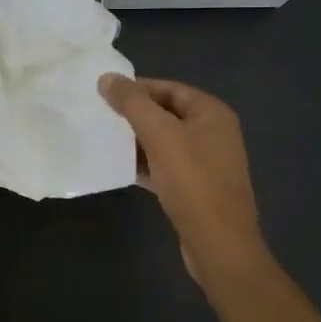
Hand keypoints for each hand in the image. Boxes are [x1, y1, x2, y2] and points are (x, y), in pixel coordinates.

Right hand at [98, 74, 269, 280]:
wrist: (218, 243)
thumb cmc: (193, 181)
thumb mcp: (160, 135)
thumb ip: (133, 103)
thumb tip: (107, 78)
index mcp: (212, 113)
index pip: (171, 88)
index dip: (139, 88)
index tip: (106, 93)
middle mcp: (214, 134)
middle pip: (168, 114)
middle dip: (136, 115)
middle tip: (101, 116)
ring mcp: (207, 163)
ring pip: (166, 143)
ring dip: (138, 141)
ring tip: (105, 139)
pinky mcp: (197, 189)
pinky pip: (167, 167)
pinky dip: (146, 165)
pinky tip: (121, 168)